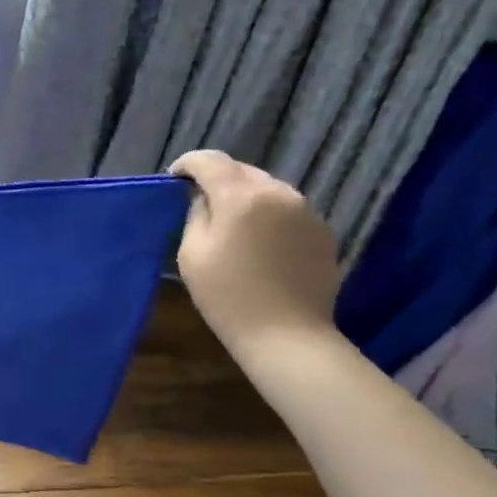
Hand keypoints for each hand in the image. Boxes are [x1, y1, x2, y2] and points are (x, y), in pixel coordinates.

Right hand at [167, 150, 341, 356]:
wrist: (287, 335)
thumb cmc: (227, 295)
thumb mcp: (192, 253)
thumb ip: (196, 214)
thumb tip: (203, 198)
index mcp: (242, 196)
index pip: (210, 161)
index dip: (188, 164)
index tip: (175, 178)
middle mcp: (279, 193)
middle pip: (242, 170)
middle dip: (218, 179)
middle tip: (201, 202)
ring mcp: (306, 211)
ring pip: (267, 188)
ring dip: (246, 196)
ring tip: (232, 223)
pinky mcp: (322, 232)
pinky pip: (287, 210)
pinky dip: (268, 215)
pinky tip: (259, 243)